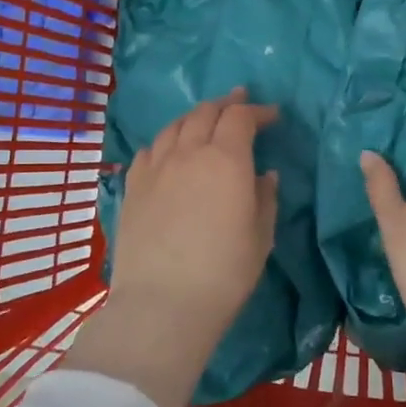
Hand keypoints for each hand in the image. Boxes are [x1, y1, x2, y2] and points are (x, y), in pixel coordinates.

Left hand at [73, 91, 278, 406]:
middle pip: (205, 113)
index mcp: (225, 159)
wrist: (163, 303)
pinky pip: (150, 150)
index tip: (273, 116)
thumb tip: (263, 175)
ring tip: (205, 121)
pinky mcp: (132, 187)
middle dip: (226, 104)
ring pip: (174, 126)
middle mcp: (188, 153)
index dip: (258, 111)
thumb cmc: (224, 272)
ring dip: (195, 117)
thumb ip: (264, 197)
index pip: (241, 117)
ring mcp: (155, 168)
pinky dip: (166, 141)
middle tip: (240, 103)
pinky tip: (169, 150)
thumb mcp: (260, 236)